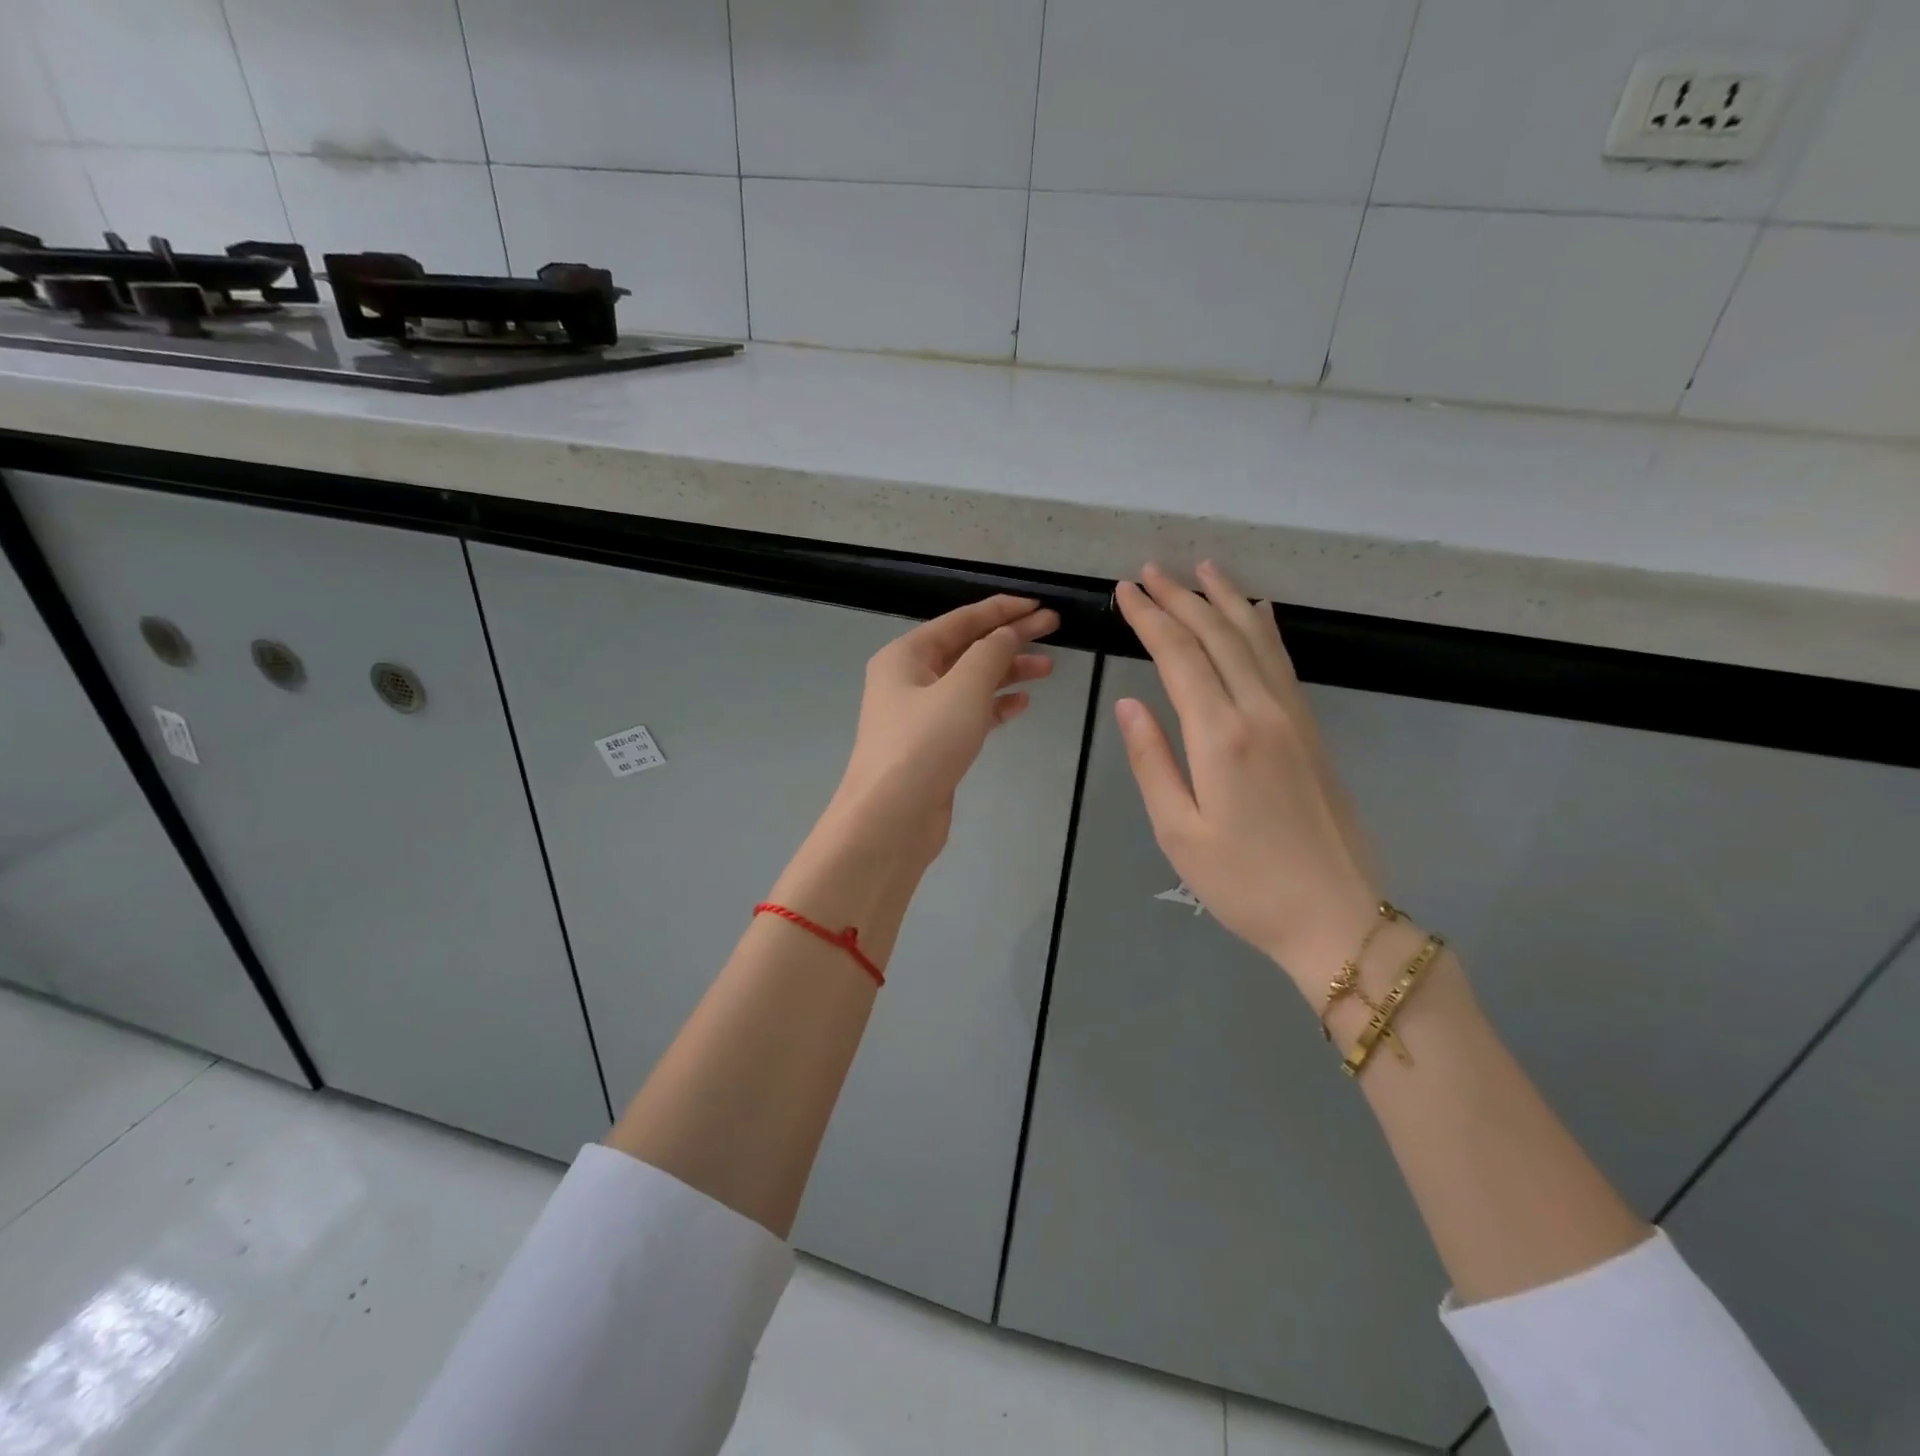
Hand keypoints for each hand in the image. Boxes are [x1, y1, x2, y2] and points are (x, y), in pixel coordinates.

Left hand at [823, 595, 1057, 868]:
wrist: (891, 818)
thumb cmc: (924, 744)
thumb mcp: (963, 689)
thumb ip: (990, 654)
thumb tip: (1007, 634)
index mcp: (906, 655)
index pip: (961, 620)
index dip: (1002, 610)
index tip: (1039, 604)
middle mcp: (909, 679)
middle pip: (967, 648)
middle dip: (1010, 638)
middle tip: (1055, 629)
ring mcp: (920, 714)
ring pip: (971, 682)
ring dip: (1007, 673)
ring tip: (1048, 668)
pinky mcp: (934, 745)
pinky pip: (969, 714)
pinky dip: (995, 706)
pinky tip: (1022, 704)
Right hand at [1114, 562, 1379, 992]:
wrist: (1336, 916)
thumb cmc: (1244, 883)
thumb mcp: (1178, 832)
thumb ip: (1152, 761)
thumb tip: (1128, 703)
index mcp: (1222, 735)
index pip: (1178, 655)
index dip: (1150, 617)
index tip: (1125, 591)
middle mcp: (1261, 710)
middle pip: (1217, 635)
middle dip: (1180, 597)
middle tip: (1150, 570)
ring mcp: (1293, 716)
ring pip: (1256, 638)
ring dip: (1224, 599)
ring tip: (1200, 569)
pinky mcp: (1311, 729)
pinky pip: (1282, 661)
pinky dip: (1264, 627)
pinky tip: (1257, 610)